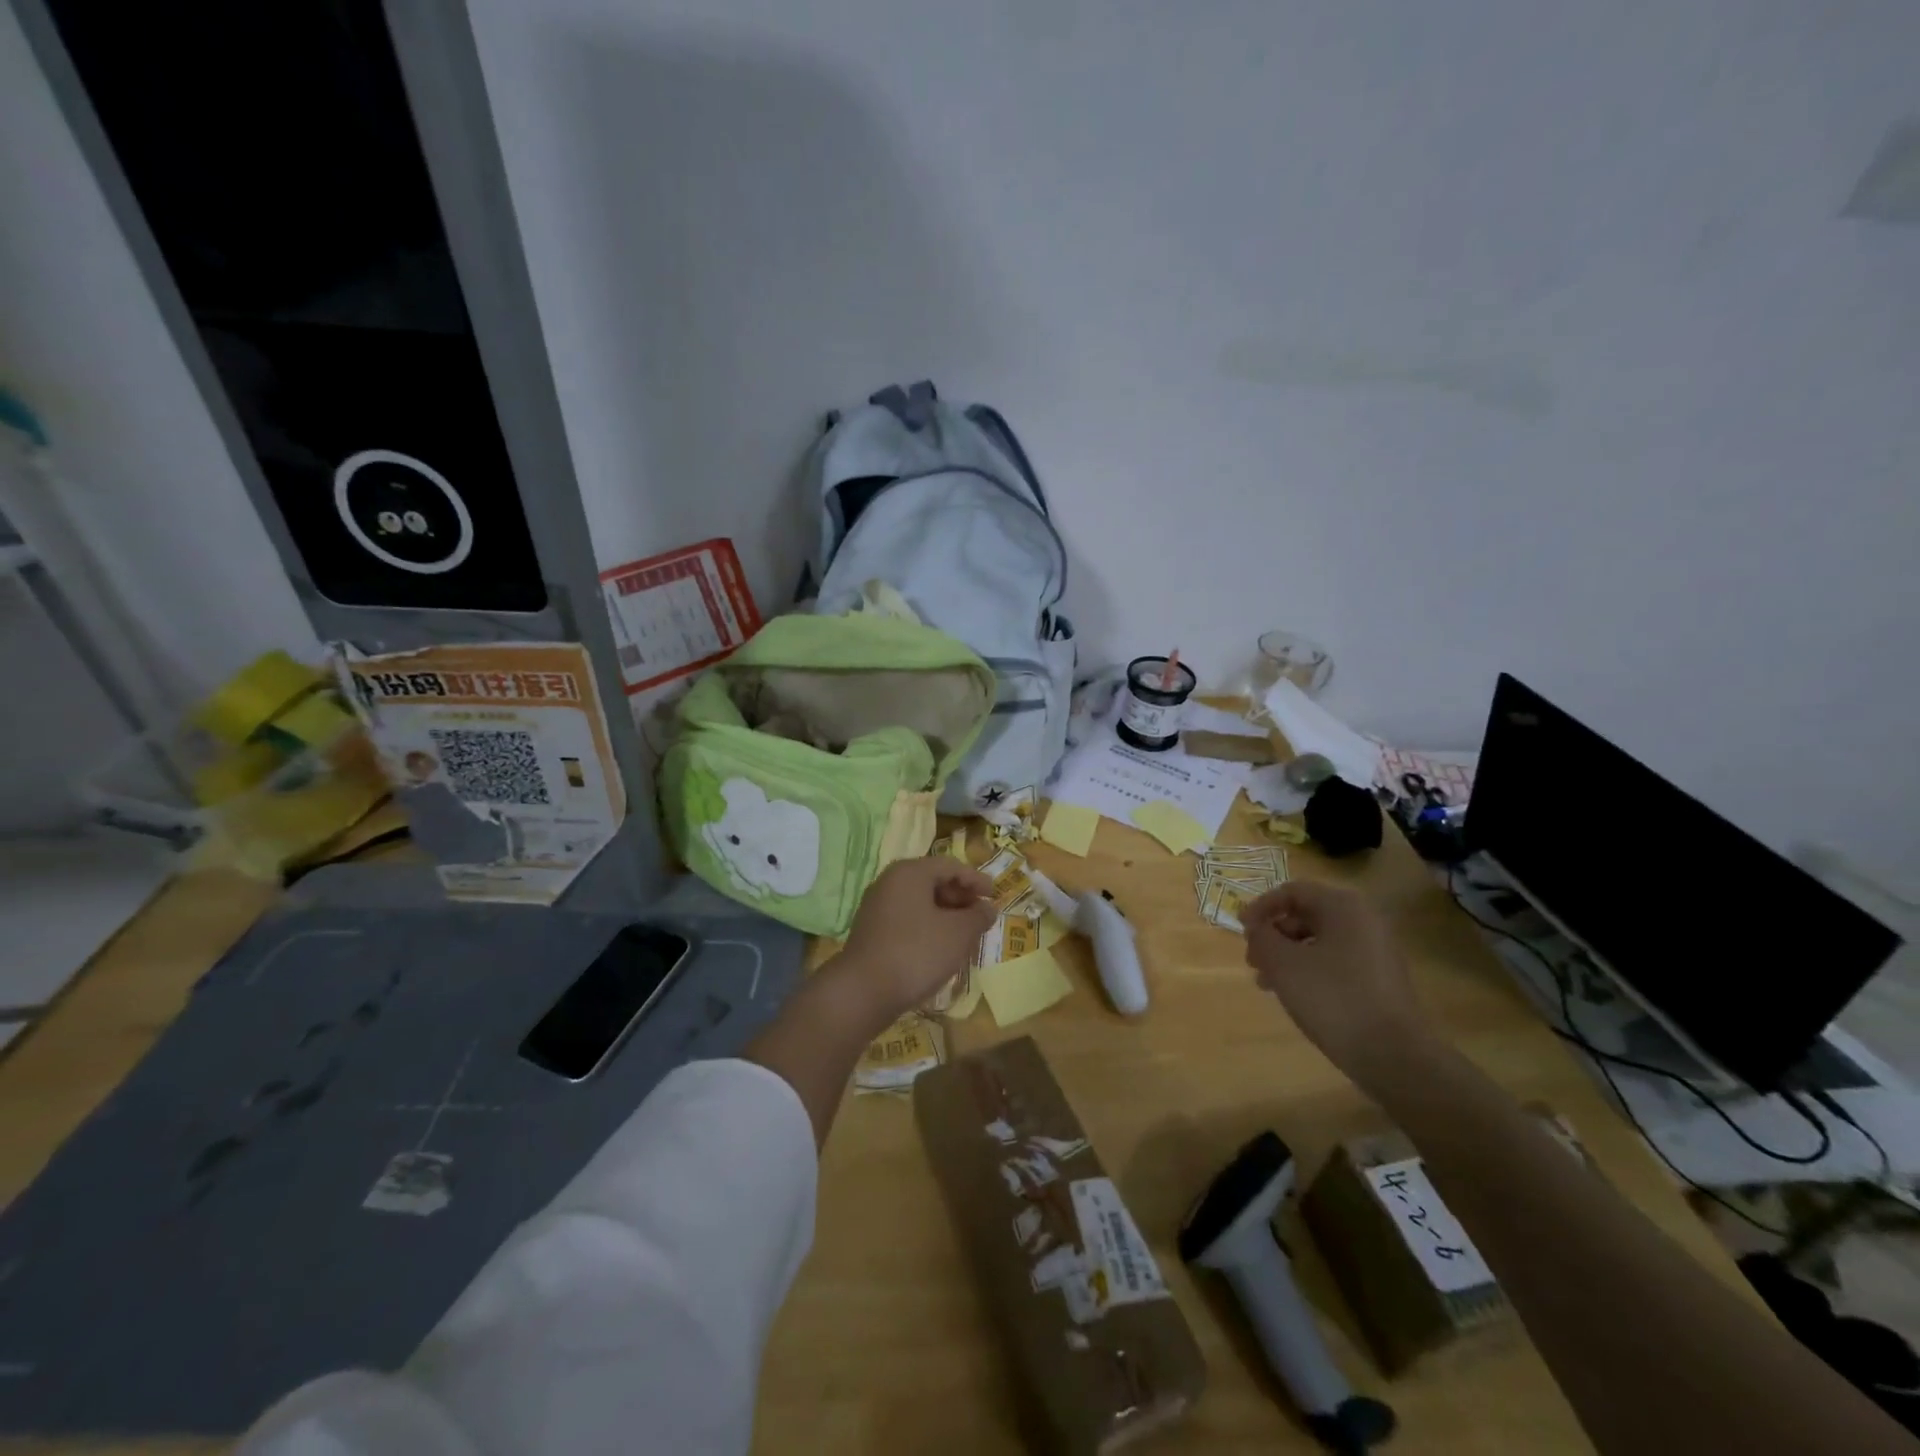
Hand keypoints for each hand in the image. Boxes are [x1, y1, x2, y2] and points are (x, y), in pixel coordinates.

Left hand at [831, 856, 995, 1023]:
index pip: (950, 866)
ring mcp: (877, 906)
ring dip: (945, 914)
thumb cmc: (917, 952)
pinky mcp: (871, 931)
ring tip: (964, 935)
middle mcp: (890, 882)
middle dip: (960, 897)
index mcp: (910, 872)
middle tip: (980, 917)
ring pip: (919, 902)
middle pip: (933, 881)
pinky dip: (927, 927)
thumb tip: (987, 908)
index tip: (995, 896)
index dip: (976, 879)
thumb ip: (978, 916)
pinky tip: (939, 949)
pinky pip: (907, 919)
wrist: (863, 991)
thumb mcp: (958, 934)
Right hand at [1242, 880, 1436, 1087]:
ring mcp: (1376, 950)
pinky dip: (1309, 970)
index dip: (1260, 907)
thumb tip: (1257, 927)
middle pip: (1305, 915)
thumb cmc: (1332, 998)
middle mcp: (1364, 920)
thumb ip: (1262, 936)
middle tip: (1253, 961)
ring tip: (1267, 983)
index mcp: (1343, 906)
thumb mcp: (1283, 963)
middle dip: (1273, 935)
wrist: (1393, 1055)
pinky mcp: (1380, 978)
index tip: (1241, 930)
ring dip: (1287, 956)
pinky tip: (1294, 995)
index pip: (1292, 891)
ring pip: (1319, 941)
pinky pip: (1335, 961)